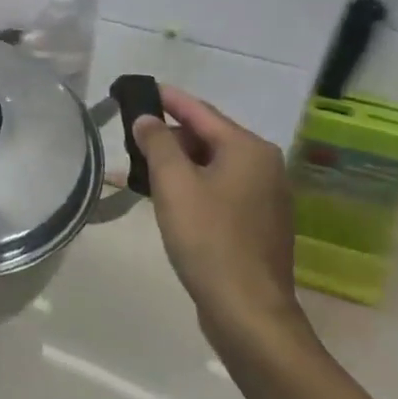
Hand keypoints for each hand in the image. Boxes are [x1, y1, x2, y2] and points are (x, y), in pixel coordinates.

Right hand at [129, 87, 307, 358]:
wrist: (247, 310)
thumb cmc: (208, 238)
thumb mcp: (174, 184)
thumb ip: (158, 143)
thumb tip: (147, 118)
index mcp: (248, 149)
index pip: (200, 111)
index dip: (168, 99)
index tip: (141, 88)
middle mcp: (264, 166)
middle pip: (208, 137)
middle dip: (170, 135)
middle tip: (132, 136)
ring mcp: (265, 197)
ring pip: (213, 166)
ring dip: (178, 163)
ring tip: (141, 166)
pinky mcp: (258, 224)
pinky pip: (220, 190)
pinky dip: (193, 185)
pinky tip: (168, 197)